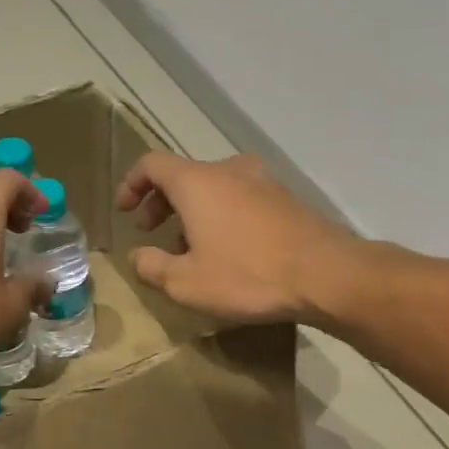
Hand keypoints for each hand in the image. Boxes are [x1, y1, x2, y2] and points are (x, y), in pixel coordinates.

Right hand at [116, 152, 356, 323]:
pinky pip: (241, 200)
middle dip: (161, 202)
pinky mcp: (286, 200)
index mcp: (197, 182)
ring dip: (193, 212)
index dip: (132, 184)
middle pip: (184, 175)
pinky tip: (227, 250)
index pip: (152, 165)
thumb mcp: (186, 283)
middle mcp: (229, 171)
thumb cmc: (247, 276)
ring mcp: (262, 182)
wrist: (324, 274)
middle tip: (151, 230)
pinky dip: (222, 216)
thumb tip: (138, 257)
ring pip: (215, 188)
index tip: (124, 211)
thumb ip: (153, 267)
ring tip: (188, 248)